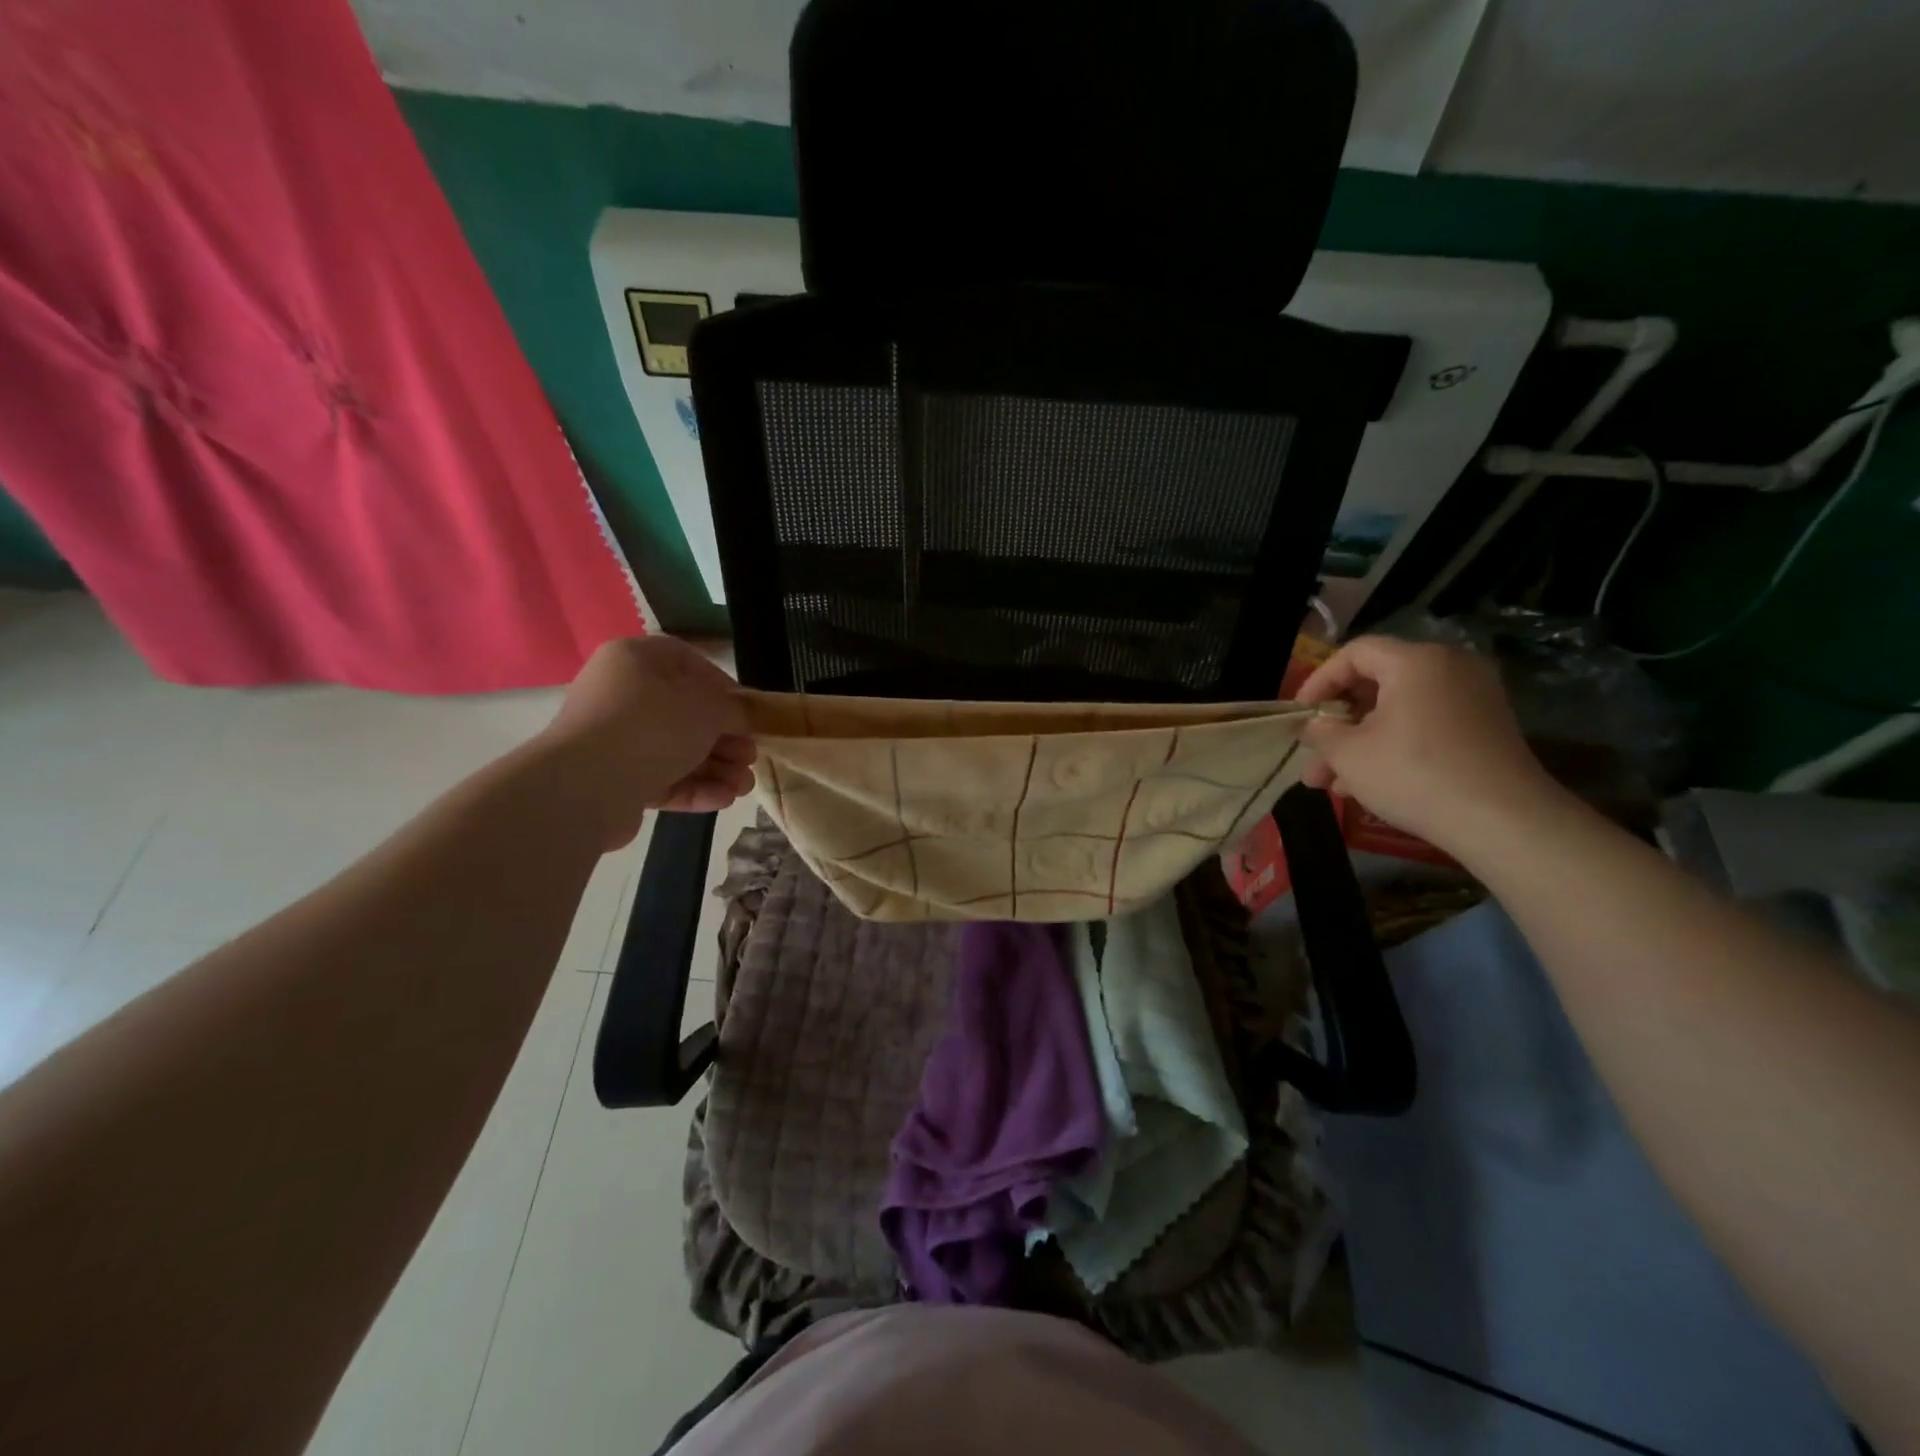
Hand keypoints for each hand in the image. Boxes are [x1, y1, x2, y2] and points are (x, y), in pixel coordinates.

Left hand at [539, 637, 755, 847]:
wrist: (586, 785)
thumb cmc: (653, 726)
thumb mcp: (708, 708)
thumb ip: (735, 709)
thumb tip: (746, 716)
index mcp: (636, 660)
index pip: (688, 663)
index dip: (724, 687)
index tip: (748, 712)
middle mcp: (620, 694)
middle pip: (686, 714)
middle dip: (725, 740)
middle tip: (750, 756)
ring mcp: (615, 739)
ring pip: (677, 750)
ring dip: (716, 768)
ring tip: (743, 787)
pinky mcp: (614, 779)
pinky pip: (661, 777)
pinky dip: (693, 786)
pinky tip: (723, 799)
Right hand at [1295, 636, 1559, 851]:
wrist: (1503, 821)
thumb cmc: (1414, 774)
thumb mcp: (1348, 754)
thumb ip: (1321, 732)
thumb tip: (1313, 725)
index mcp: (1415, 662)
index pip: (1354, 653)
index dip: (1318, 681)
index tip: (1300, 715)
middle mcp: (1449, 669)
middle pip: (1375, 684)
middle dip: (1337, 723)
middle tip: (1311, 754)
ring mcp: (1472, 699)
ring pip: (1397, 712)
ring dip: (1359, 743)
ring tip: (1329, 784)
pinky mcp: (1483, 729)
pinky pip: (1423, 726)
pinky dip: (1392, 747)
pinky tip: (1365, 786)